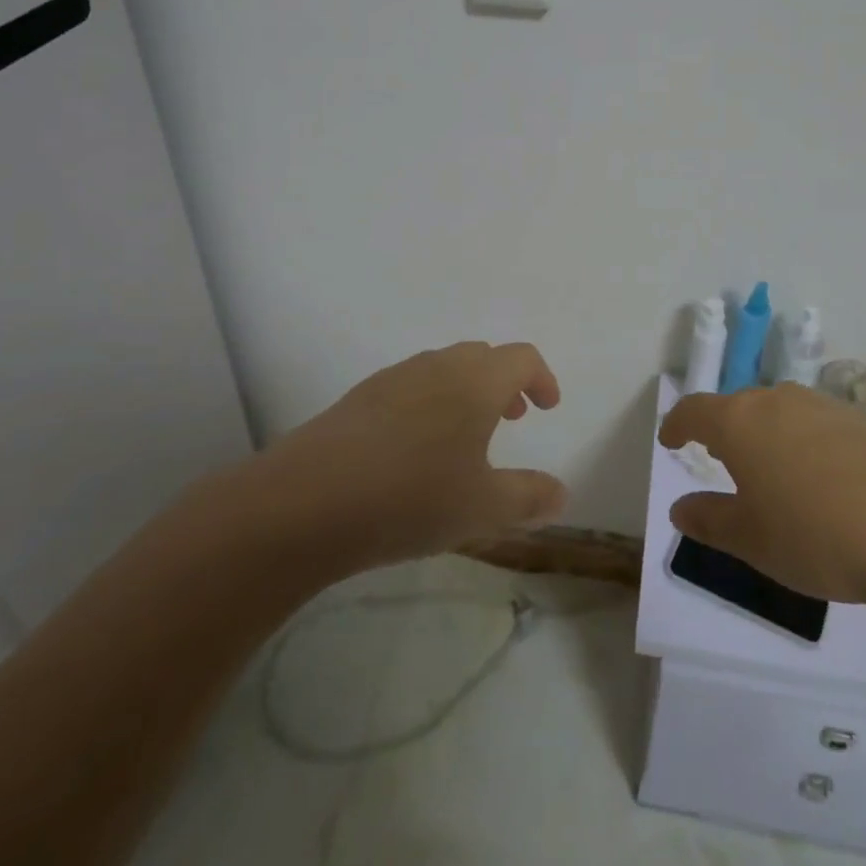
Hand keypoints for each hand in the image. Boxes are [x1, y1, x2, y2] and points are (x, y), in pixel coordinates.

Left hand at [261, 342, 565, 572]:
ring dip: (466, 391)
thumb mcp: (482, 508)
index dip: (541, 378)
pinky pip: (410, 385)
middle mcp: (437, 366)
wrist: (306, 502)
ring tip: (464, 437)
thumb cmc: (411, 498)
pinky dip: (430, 402)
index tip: (547, 408)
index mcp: (475, 381)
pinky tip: (415, 449)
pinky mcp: (360, 397)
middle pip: (482, 356)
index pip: (521, 357)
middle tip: (510, 419)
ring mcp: (394, 378)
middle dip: (504, 382)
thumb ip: (528, 497)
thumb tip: (560, 493)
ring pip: (443, 368)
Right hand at [659, 384, 865, 628]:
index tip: (670, 441)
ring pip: (780, 414)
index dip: (677, 425)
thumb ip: (710, 521)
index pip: (694, 410)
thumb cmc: (819, 535)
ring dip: (767, 438)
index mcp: (740, 422)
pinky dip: (806, 446)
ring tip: (773, 475)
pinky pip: (818, 426)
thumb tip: (680, 508)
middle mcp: (778, 400)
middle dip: (724, 431)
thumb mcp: (753, 540)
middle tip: (721, 462)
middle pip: (738, 407)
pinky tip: (825, 483)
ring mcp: (825, 407)